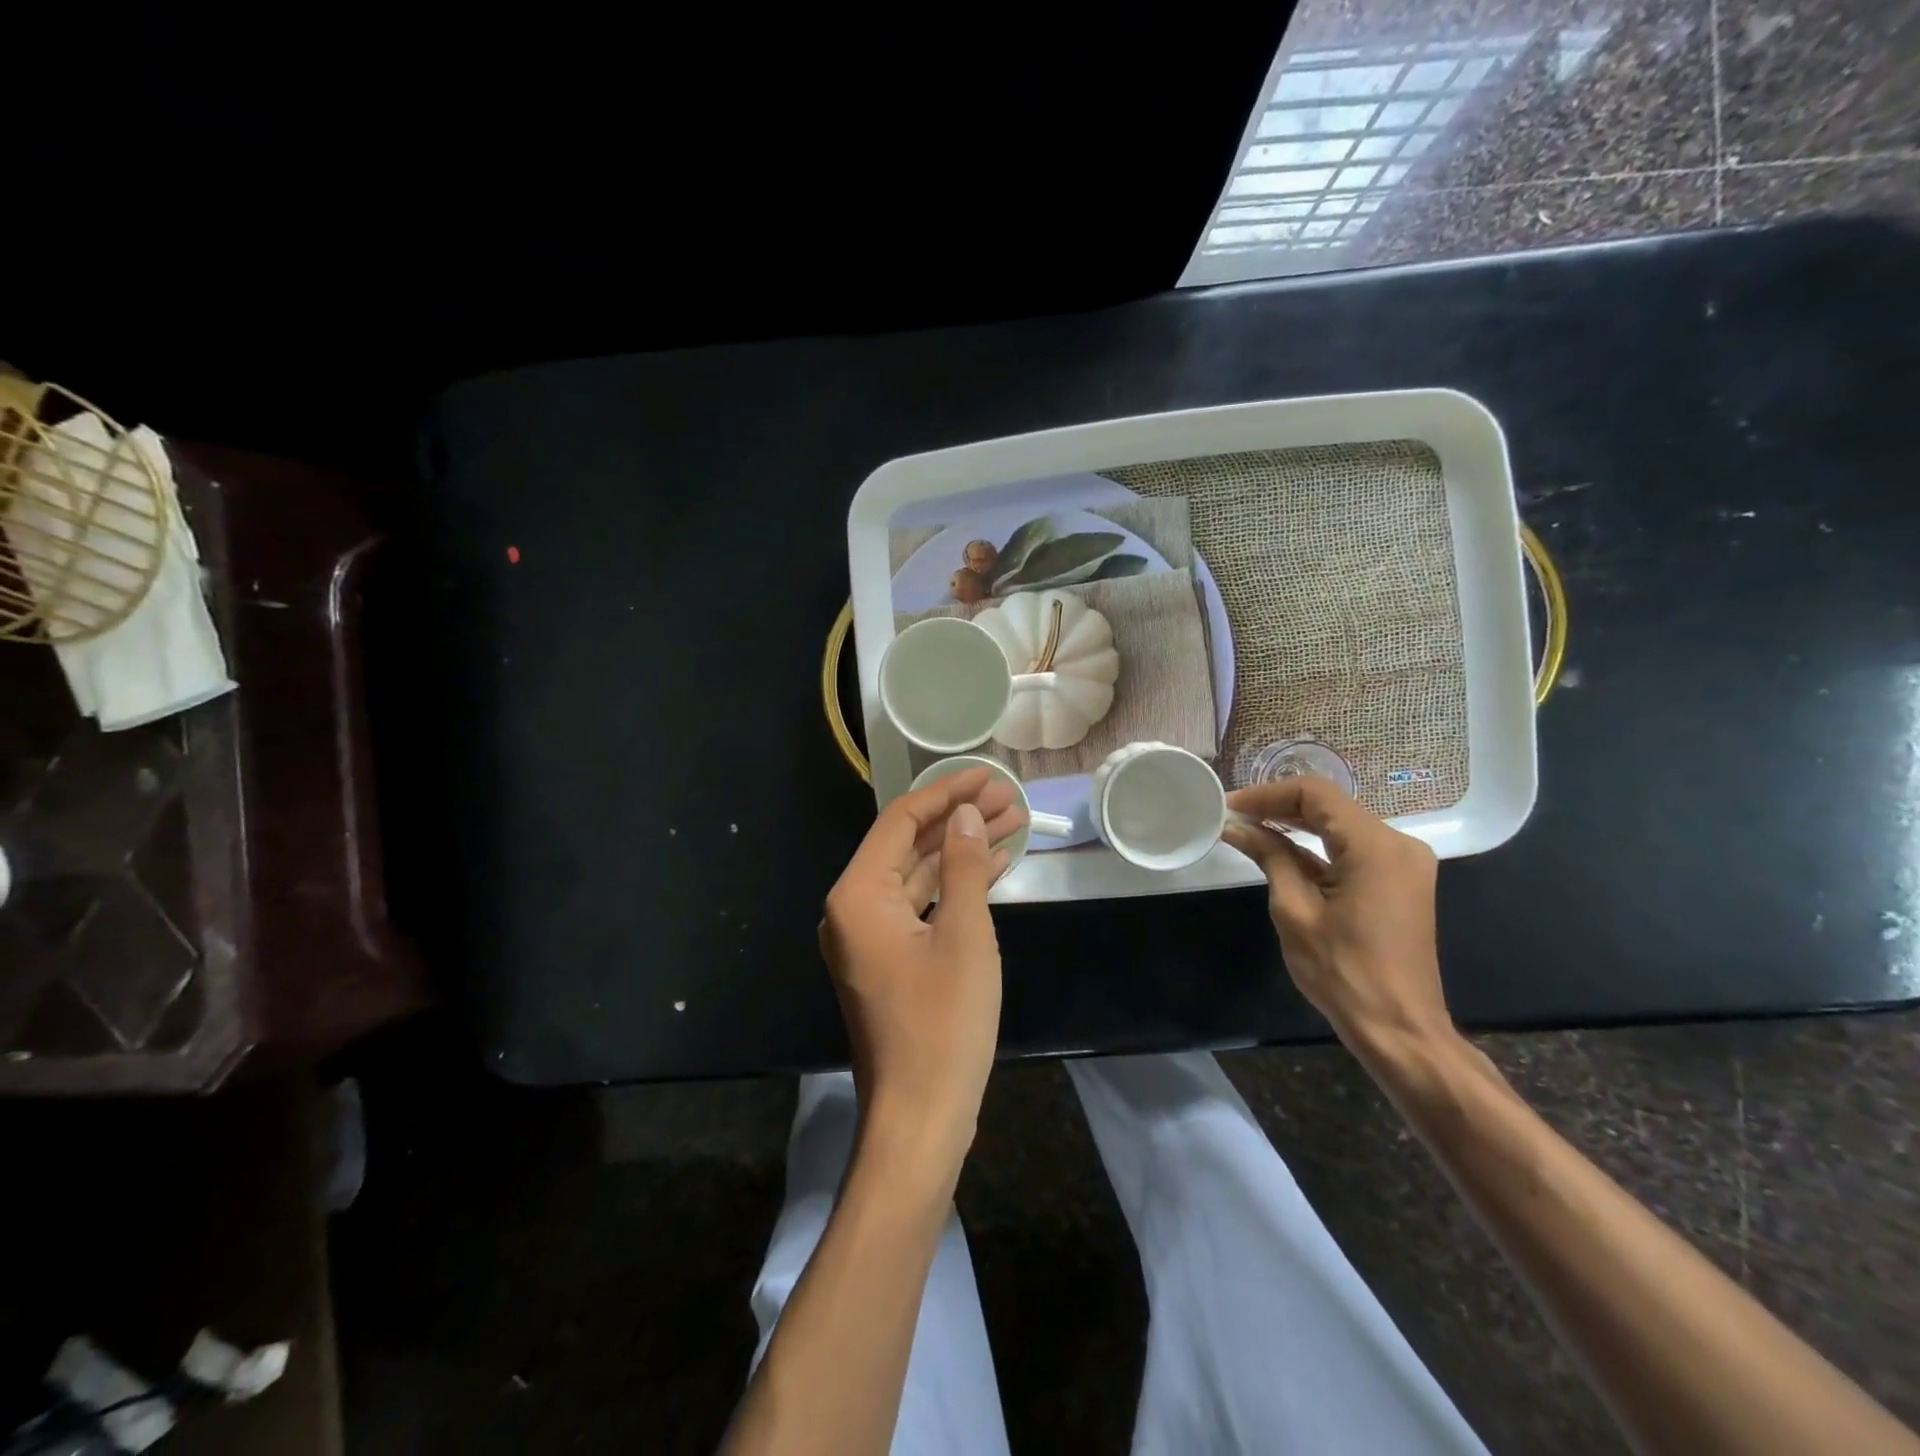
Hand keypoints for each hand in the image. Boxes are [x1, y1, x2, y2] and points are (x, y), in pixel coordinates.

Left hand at [820, 766, 1025, 1172]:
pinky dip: (955, 886)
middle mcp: (854, 908)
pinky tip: (994, 867)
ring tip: (1013, 823)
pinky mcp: (889, 959)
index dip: (947, 792)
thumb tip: (965, 815)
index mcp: (859, 894)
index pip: (901, 821)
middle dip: (959, 818)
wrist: (921, 1116)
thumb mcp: (964, 934)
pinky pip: (921, 906)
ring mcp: (870, 937)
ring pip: (918, 875)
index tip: (988, 775)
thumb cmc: (943, 1023)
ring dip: (961, 850)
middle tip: (1010, 799)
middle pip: (909, 844)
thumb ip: (962, 866)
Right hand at [1223, 775, 1450, 1050]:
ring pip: (1340, 824)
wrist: (1399, 1029)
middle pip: (1330, 805)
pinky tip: (1280, 850)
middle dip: (1278, 807)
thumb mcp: (1294, 910)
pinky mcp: (1399, 880)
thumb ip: (1269, 857)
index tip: (1230, 807)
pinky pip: (1352, 847)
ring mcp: (1403, 862)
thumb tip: (1236, 826)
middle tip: (1233, 817)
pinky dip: (1316, 845)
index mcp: (1376, 846)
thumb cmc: (1343, 972)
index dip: (1267, 794)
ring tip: (1248, 830)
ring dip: (1295, 824)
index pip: (1315, 794)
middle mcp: (1398, 843)